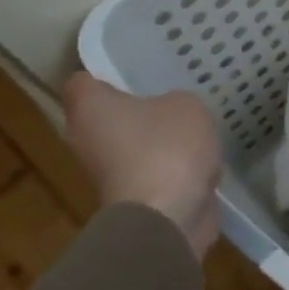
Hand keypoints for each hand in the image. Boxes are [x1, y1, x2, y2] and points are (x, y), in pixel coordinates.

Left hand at [63, 74, 223, 257]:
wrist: (168, 217)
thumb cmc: (166, 148)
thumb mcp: (186, 105)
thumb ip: (176, 101)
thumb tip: (171, 114)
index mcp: (90, 107)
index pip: (84, 81)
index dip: (108, 74)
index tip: (137, 73)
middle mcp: (87, 139)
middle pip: (110, 116)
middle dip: (140, 109)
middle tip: (174, 97)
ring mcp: (108, 173)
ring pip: (135, 146)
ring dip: (161, 142)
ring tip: (196, 130)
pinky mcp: (134, 198)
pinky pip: (155, 172)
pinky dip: (175, 169)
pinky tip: (203, 162)